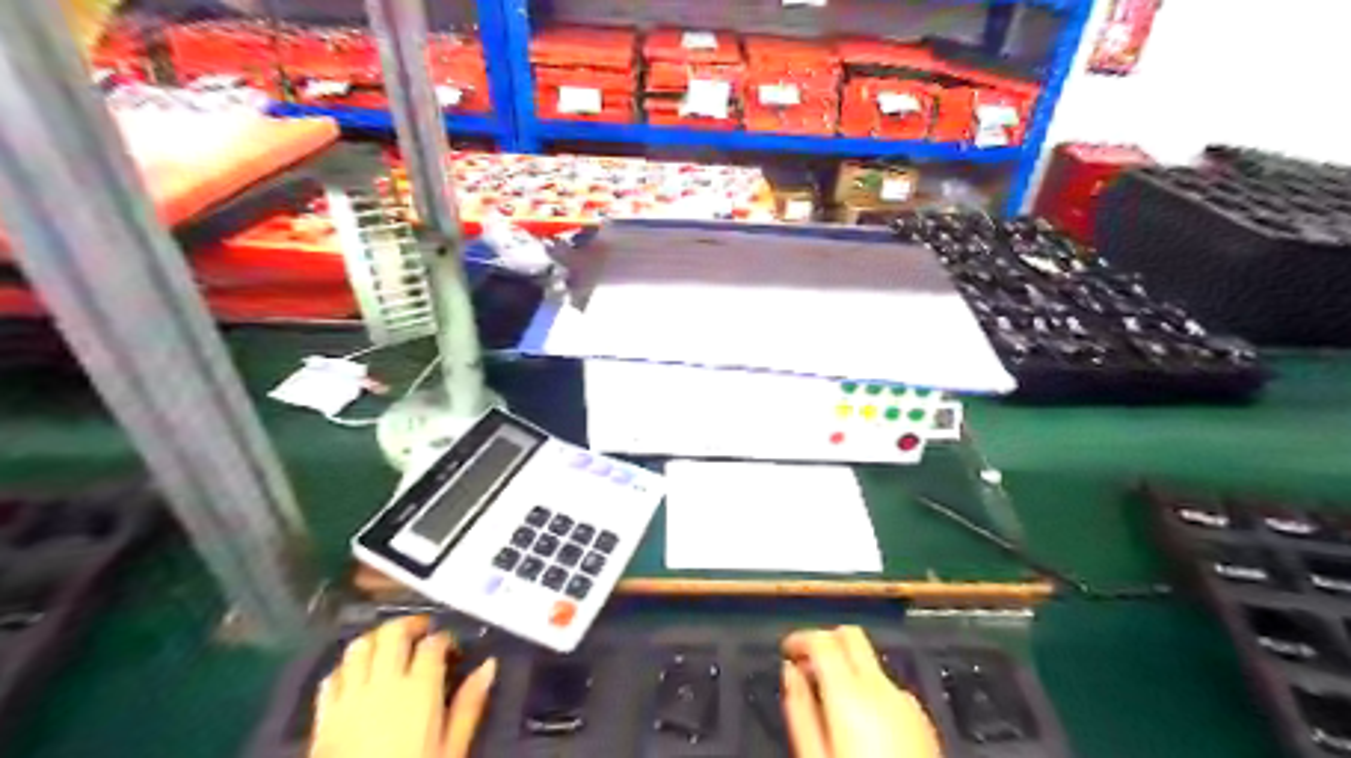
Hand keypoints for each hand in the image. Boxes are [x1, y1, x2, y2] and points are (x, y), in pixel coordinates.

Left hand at [307, 616, 492, 757]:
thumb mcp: (453, 749)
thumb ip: (470, 705)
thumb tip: (489, 666)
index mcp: (420, 689)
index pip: (433, 644)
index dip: (444, 638)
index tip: (451, 647)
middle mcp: (383, 683)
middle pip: (393, 633)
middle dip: (409, 625)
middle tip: (422, 632)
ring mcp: (349, 698)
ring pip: (359, 647)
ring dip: (376, 639)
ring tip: (389, 646)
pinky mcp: (322, 718)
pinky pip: (331, 677)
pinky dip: (345, 667)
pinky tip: (357, 674)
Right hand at [782, 627, 941, 757]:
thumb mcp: (814, 756)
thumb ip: (799, 708)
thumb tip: (789, 672)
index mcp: (850, 693)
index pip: (823, 639)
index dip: (800, 638)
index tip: (787, 650)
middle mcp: (882, 688)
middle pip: (851, 636)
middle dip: (826, 640)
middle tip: (806, 663)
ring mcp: (907, 702)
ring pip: (871, 662)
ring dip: (848, 667)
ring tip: (829, 701)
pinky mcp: (923, 720)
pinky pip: (889, 689)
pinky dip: (870, 689)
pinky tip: (862, 722)